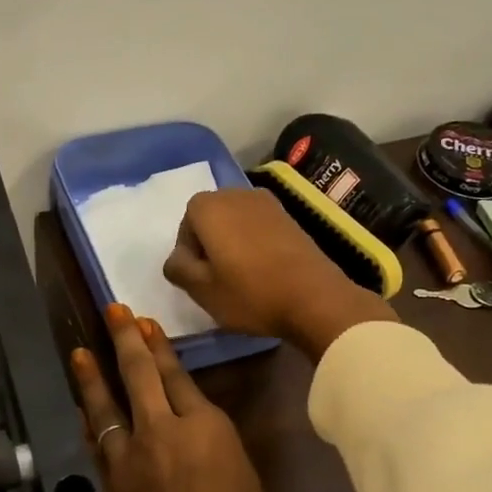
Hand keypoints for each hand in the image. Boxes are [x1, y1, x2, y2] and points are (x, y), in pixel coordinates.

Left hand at [70, 304, 273, 491]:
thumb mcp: (242, 478)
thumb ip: (211, 447)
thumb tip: (190, 436)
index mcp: (204, 427)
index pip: (177, 377)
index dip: (160, 348)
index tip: (146, 325)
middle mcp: (160, 431)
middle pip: (138, 376)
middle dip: (125, 340)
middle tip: (113, 313)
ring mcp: (127, 458)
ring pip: (105, 407)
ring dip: (92, 377)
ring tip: (80, 353)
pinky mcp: (106, 486)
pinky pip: (93, 446)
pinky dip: (85, 426)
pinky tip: (77, 413)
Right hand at [163, 189, 398, 360]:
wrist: (315, 298)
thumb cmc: (250, 293)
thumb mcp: (201, 290)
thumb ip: (178, 268)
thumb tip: (176, 259)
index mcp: (209, 206)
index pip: (185, 223)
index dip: (188, 252)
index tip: (200, 278)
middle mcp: (236, 194)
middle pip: (211, 218)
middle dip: (209, 244)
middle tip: (217, 278)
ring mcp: (267, 203)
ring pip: (235, 222)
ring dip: (232, 244)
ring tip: (241, 276)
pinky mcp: (290, 217)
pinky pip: (258, 226)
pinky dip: (254, 243)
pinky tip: (263, 270)